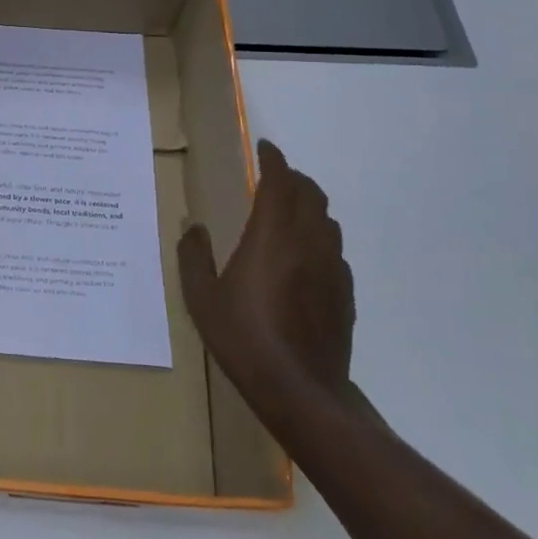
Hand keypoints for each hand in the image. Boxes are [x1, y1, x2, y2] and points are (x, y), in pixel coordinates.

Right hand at [177, 139, 354, 428]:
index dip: (274, 160)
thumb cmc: (244, 338)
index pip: (279, 182)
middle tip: (274, 176)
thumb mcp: (202, 298)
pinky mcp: (344, 293)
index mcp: (273, 235)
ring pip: (326, 220)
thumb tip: (193, 228)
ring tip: (290, 209)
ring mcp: (331, 267)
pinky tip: (304, 256)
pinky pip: (334, 250)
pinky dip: (319, 237)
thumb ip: (193, 257)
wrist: (301, 391)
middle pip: (310, 194)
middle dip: (294, 177)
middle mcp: (307, 242)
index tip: (265, 147)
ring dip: (309, 205)